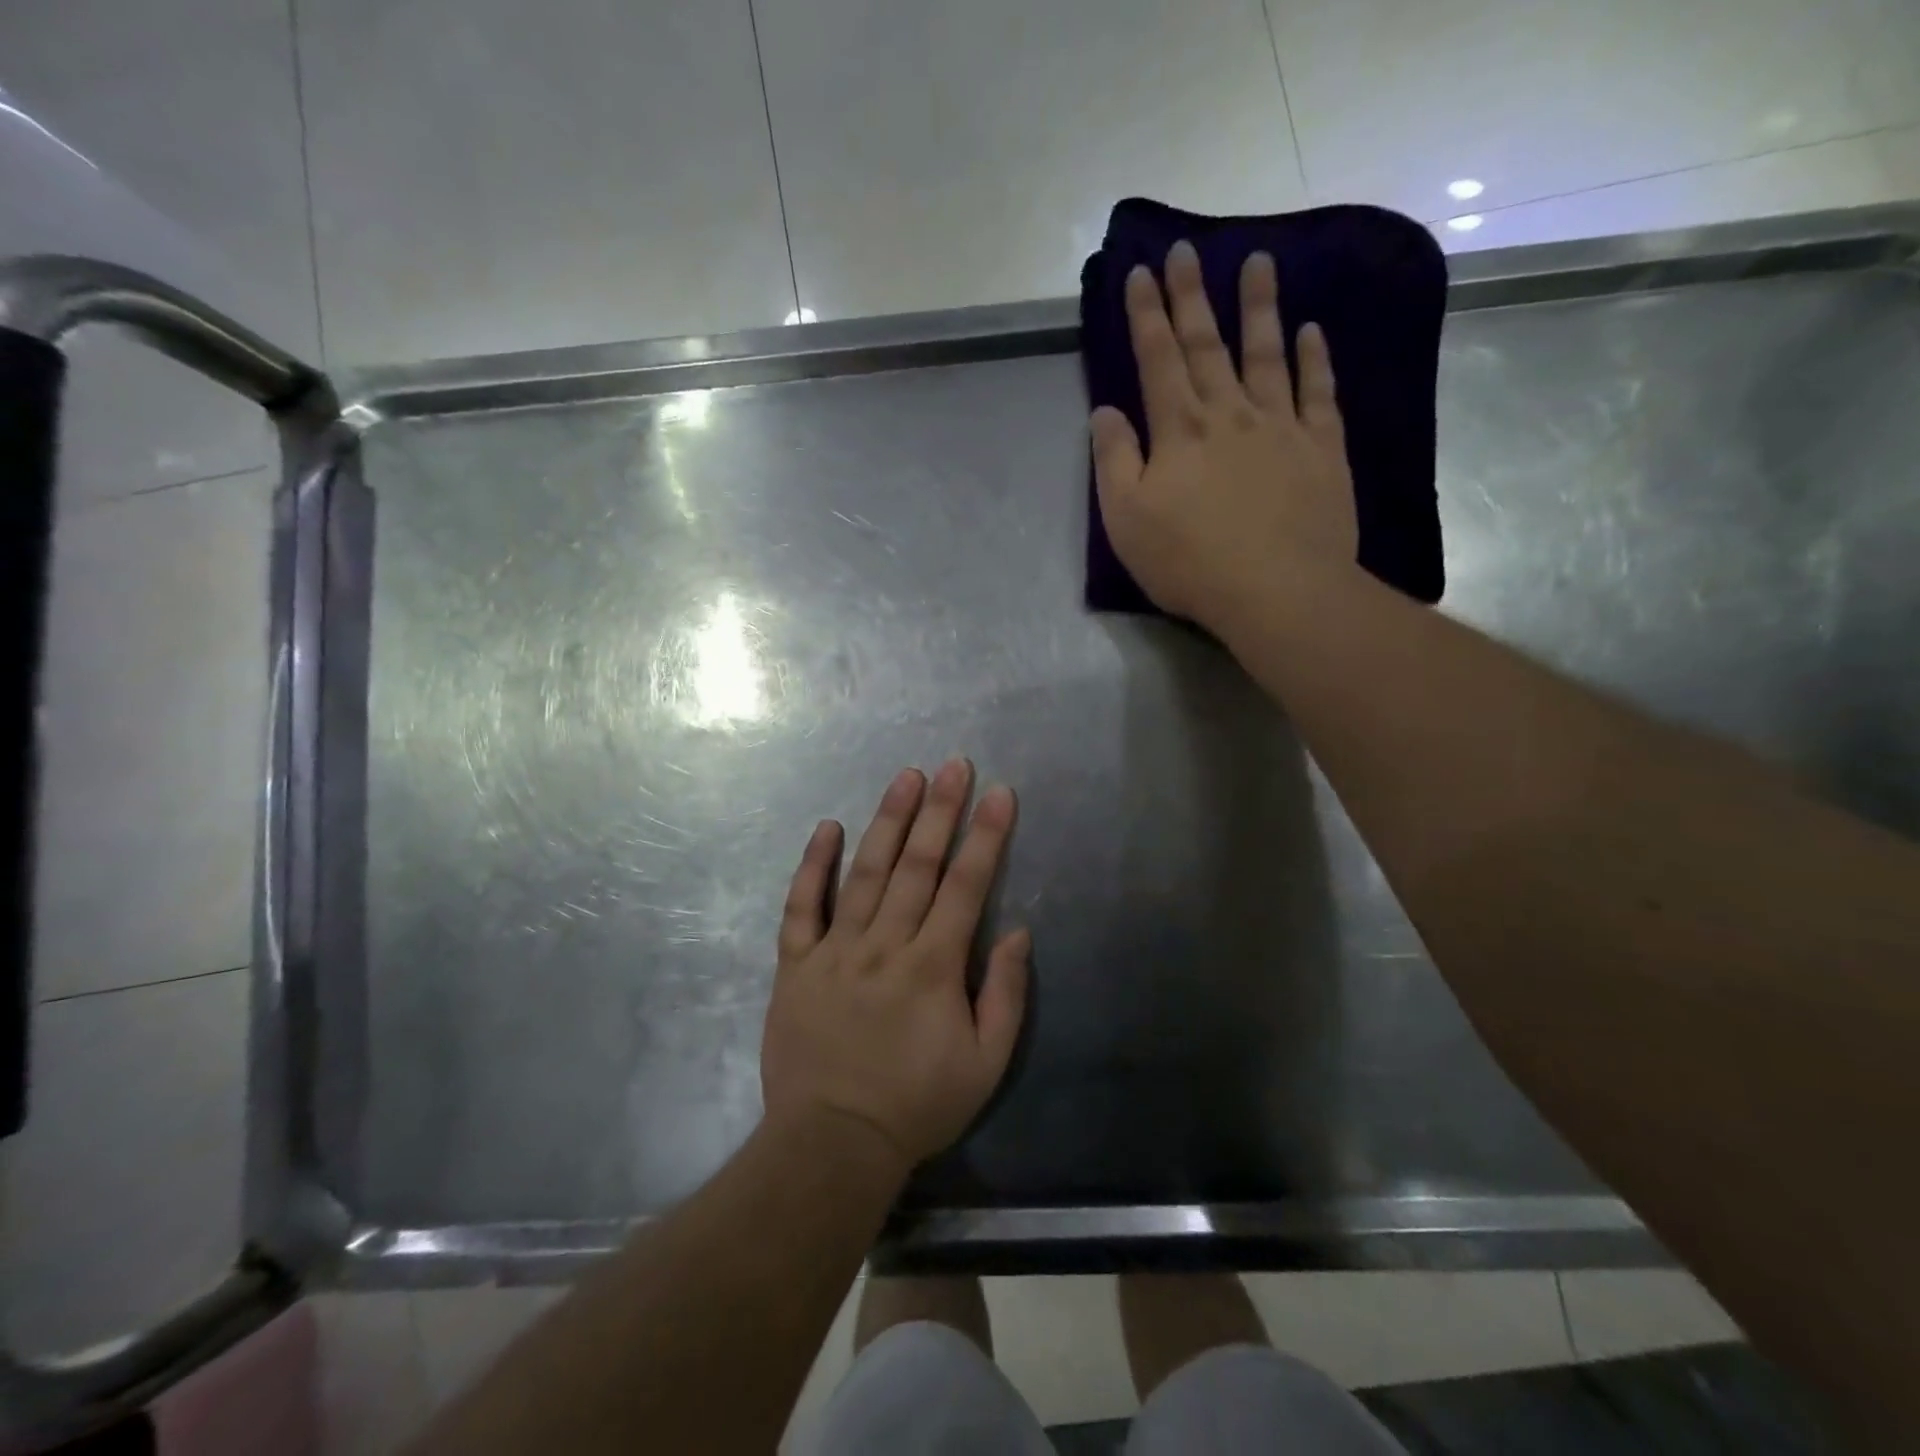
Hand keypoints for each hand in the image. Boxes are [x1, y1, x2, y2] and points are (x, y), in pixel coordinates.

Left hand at [760, 759, 1029, 1172]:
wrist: (833, 1144)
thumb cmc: (917, 1105)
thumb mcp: (985, 1064)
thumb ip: (1005, 994)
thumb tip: (1018, 932)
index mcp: (933, 966)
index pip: (966, 885)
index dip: (985, 835)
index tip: (998, 793)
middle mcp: (885, 944)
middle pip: (917, 865)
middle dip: (940, 810)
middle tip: (953, 764)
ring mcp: (835, 950)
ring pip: (865, 872)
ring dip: (888, 821)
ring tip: (906, 777)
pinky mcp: (796, 964)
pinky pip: (801, 906)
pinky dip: (813, 865)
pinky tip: (826, 827)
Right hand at [1090, 240, 1357, 627]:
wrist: (1276, 590)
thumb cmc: (1189, 561)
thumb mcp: (1126, 520)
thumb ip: (1114, 461)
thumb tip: (1105, 411)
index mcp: (1178, 430)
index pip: (1157, 359)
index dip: (1146, 315)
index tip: (1140, 272)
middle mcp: (1229, 413)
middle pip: (1207, 344)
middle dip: (1191, 295)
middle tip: (1186, 249)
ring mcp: (1280, 426)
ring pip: (1266, 354)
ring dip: (1259, 307)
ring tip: (1258, 261)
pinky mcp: (1321, 448)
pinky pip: (1317, 392)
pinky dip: (1313, 358)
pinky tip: (1311, 331)